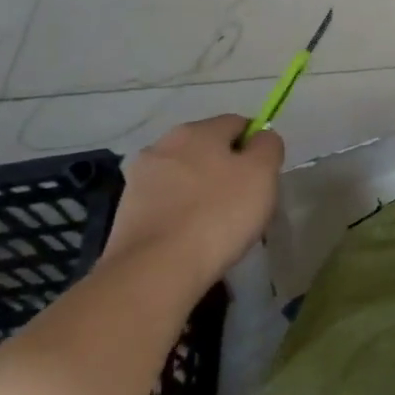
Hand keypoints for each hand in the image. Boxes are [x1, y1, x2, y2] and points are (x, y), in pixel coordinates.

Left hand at [107, 115, 284, 285]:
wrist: (155, 270)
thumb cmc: (218, 214)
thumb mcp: (262, 173)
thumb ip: (268, 146)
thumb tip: (261, 139)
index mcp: (198, 130)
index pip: (238, 124)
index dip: (257, 146)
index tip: (265, 177)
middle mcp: (164, 144)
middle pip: (208, 149)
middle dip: (227, 169)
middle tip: (245, 202)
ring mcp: (139, 179)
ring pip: (185, 176)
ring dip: (201, 191)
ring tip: (217, 225)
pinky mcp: (126, 212)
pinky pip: (166, 203)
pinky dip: (180, 213)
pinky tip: (192, 238)